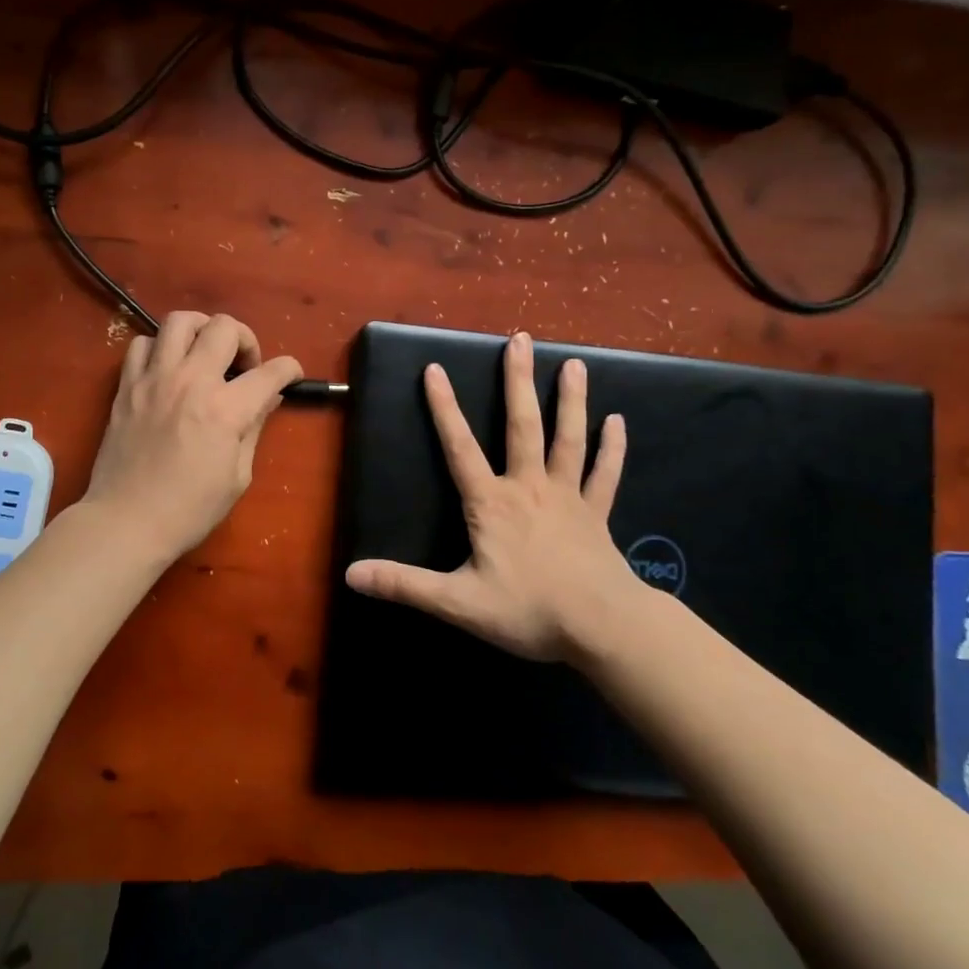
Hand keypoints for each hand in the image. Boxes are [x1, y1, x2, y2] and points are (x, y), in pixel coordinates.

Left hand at [82, 310, 302, 564]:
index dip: (289, 369)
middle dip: (246, 340)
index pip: (270, 372)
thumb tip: (268, 398)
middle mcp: (190, 381)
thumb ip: (254, 428)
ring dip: (202, 330)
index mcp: (225, 409)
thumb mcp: (237, 476)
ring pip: (180, 321)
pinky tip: (167, 369)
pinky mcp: (126, 385)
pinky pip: (142, 343)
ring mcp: (154, 378)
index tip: (290, 376)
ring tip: (205, 352)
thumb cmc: (189, 509)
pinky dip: (159, 348)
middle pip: (225, 327)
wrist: (126, 521)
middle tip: (243, 367)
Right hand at [345, 331, 642, 662]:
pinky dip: (611, 447)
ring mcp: (568, 497)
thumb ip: (405, 585)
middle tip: (520, 339)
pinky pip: (604, 474)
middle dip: (518, 381)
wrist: (603, 628)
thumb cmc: (529, 610)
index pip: (459, 448)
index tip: (435, 369)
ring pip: (568, 438)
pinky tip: (618, 421)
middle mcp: (529, 487)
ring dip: (571, 400)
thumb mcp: (458, 603)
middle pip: (522, 426)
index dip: (444, 409)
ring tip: (574, 363)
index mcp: (492, 503)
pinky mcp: (597, 514)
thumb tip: (351, 575)